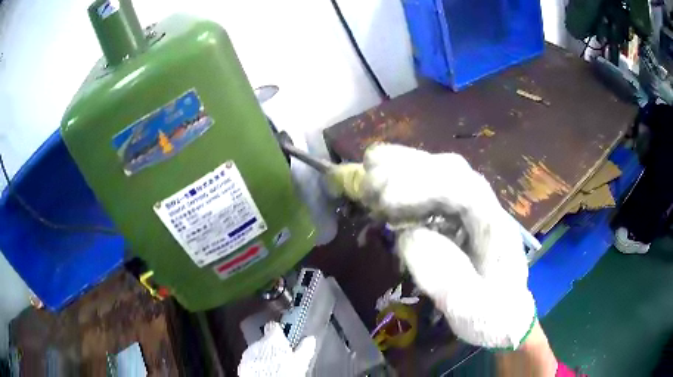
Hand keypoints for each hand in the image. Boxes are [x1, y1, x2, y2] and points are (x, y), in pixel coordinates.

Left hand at [238, 322, 315, 376]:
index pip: (274, 326)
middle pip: (266, 339)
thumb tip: (310, 340)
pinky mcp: (243, 363)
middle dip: (273, 345)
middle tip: (283, 354)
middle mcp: (258, 342)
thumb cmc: (283, 372)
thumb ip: (305, 348)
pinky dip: (257, 362)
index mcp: (273, 339)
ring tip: (274, 364)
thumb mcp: (300, 361)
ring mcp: (248, 353)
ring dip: (264, 354)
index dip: (280, 329)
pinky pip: (251, 359)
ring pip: (257, 349)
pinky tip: (265, 369)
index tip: (286, 334)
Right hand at [360, 144, 535, 348]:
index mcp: (496, 230)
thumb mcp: (475, 311)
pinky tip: (384, 186)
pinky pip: (432, 188)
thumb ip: (449, 278)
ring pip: (440, 173)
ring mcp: (471, 209)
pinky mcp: (457, 216)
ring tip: (370, 168)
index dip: (425, 188)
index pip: (465, 191)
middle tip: (369, 175)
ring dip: (404, 168)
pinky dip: (404, 182)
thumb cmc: (493, 314)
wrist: (505, 315)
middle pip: (451, 171)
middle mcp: (485, 209)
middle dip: (408, 170)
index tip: (386, 201)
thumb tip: (409, 237)